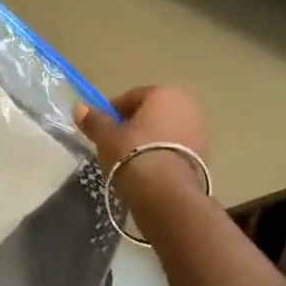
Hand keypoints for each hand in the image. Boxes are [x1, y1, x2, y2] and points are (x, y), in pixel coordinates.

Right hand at [74, 86, 207, 201]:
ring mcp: (200, 130)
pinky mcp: (206, 155)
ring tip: (132, 159)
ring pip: (166, 130)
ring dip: (151, 140)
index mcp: (164, 92)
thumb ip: (94, 120)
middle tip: (116, 142)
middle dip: (136, 124)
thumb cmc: (133, 153)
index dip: (113, 111)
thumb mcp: (106, 136)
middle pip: (153, 112)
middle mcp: (187, 105)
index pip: (132, 96)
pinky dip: (164, 154)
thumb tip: (79, 108)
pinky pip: (177, 148)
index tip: (102, 127)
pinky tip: (150, 170)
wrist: (166, 193)